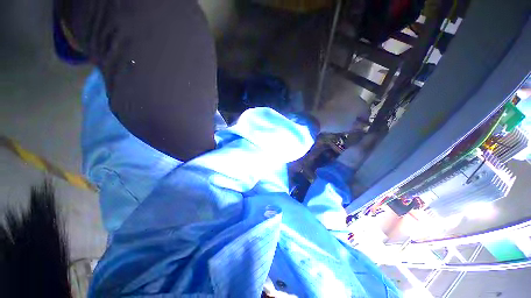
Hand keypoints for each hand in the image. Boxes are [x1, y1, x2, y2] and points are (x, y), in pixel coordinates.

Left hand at [311, 96, 369, 133]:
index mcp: (360, 104)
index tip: (364, 124)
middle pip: (360, 105)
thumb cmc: (337, 123)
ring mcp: (344, 96)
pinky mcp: (335, 97)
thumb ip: (359, 125)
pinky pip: (342, 102)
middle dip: (359, 112)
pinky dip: (343, 107)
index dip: (365, 118)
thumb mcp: (350, 127)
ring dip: (351, 108)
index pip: (367, 111)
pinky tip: (340, 113)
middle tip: (356, 120)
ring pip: (351, 102)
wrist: (320, 118)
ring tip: (348, 117)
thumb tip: (363, 124)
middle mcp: (354, 97)